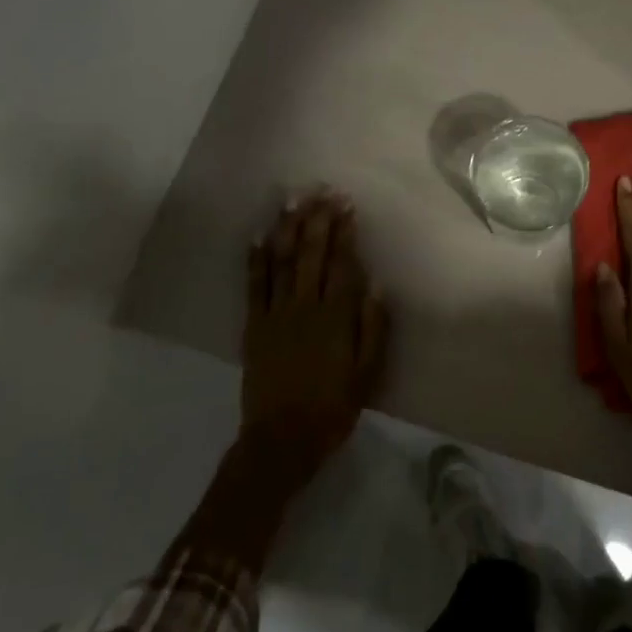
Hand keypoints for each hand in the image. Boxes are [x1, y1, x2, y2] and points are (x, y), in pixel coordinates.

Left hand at [241, 190, 389, 481]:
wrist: (281, 440)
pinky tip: (259, 236)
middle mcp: (305, 307)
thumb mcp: (366, 374)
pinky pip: (254, 286)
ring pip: (282, 262)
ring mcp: (275, 314)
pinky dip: (256, 259)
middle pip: (312, 254)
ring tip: (292, 200)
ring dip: (287, 228)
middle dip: (318, 220)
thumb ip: (373, 329)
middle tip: (322, 191)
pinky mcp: (254, 326)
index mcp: (336, 318)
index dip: (345, 233)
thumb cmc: (332, 408)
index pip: (342, 265)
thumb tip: (377, 285)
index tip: (347, 206)